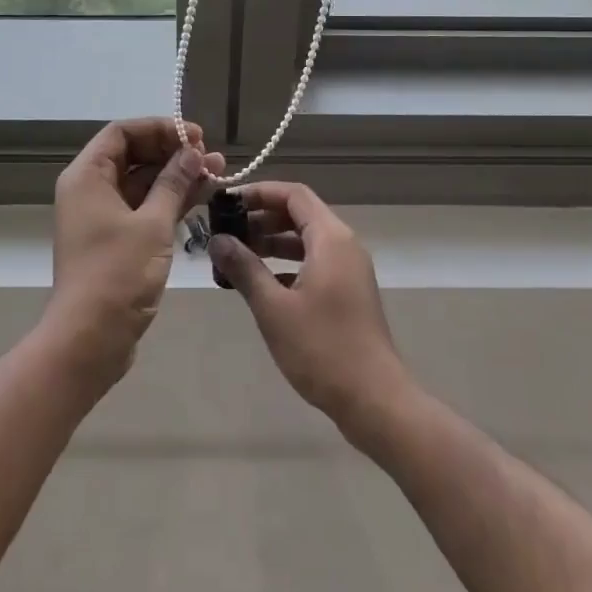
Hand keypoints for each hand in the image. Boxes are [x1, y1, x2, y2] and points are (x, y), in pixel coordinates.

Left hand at [45, 117, 221, 388]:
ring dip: (177, 176)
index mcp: (87, 176)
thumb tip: (192, 152)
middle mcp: (90, 190)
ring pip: (142, 182)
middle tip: (209, 155)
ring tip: (217, 172)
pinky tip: (203, 196)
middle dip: (173, 152)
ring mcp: (102, 216)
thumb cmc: (117, 274)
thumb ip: (174, 182)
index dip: (159, 128)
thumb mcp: (152, 224)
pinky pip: (144, 206)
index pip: (122, 132)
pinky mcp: (115, 239)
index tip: (194, 135)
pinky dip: (170, 200)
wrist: (90, 339)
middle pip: (133, 154)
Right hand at [208, 181, 410, 433]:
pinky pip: (314, 261)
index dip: (259, 192)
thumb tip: (217, 240)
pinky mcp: (349, 291)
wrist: (374, 399)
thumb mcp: (274, 308)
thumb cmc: (322, 348)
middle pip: (299, 214)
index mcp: (330, 238)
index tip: (228, 202)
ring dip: (273, 242)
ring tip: (236, 255)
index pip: (293, 194)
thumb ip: (244, 268)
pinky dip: (287, 264)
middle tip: (226, 231)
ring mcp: (349, 269)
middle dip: (262, 218)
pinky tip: (262, 284)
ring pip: (306, 240)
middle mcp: (344, 244)